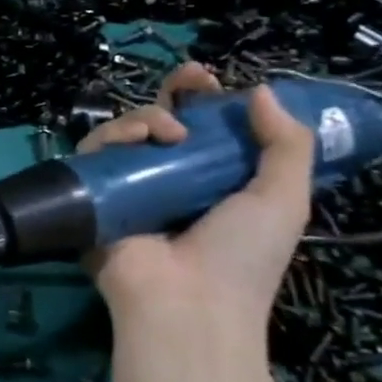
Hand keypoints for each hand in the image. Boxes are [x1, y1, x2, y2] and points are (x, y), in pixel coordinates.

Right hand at [77, 63, 314, 336]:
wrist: (187, 304)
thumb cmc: (243, 256)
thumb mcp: (283, 200)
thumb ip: (287, 145)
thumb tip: (261, 91)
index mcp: (212, 183)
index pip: (205, 131)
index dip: (208, 102)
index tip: (214, 82)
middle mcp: (168, 181)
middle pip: (162, 122)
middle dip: (175, 93)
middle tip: (189, 77)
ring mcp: (128, 187)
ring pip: (127, 130)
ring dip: (148, 116)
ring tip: (170, 130)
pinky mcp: (94, 193)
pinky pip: (95, 152)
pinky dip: (114, 135)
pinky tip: (138, 139)